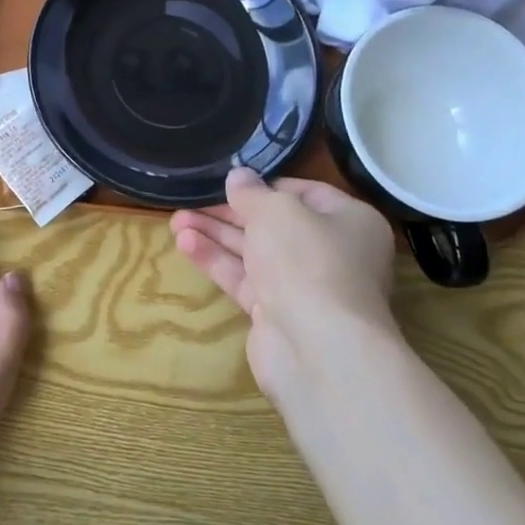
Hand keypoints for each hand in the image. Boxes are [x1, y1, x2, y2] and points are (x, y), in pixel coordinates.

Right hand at [170, 168, 399, 399]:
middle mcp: (331, 253)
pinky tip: (185, 244)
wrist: (317, 348)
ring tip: (176, 221)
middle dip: (229, 213)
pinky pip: (244, 279)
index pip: (303, 193)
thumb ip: (252, 192)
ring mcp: (303, 286)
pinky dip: (217, 262)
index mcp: (349, 221)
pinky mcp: (276, 314)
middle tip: (190, 201)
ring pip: (254, 252)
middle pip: (273, 224)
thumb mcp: (276, 212)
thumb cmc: (307, 261)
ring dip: (216, 235)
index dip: (263, 186)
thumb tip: (238, 176)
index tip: (228, 181)